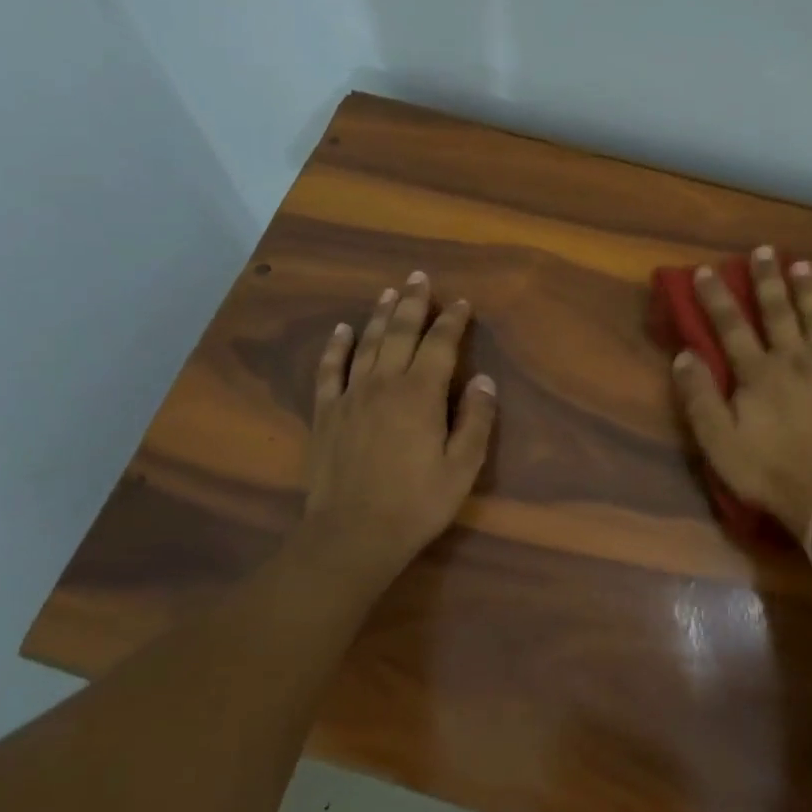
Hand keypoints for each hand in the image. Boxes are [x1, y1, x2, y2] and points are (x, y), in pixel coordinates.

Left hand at [299, 271, 496, 584]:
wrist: (353, 533)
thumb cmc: (417, 503)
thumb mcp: (462, 467)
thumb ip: (476, 421)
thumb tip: (485, 381)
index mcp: (421, 394)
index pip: (440, 346)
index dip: (452, 321)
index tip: (462, 303)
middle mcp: (384, 384)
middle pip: (400, 333)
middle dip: (413, 303)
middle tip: (420, 277)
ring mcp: (350, 396)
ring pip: (366, 344)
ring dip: (379, 315)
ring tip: (389, 291)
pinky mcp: (326, 414)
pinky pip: (329, 370)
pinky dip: (336, 347)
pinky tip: (341, 330)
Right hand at [672, 248, 811, 537]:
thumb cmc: (771, 473)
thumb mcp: (720, 443)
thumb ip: (700, 398)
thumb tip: (684, 355)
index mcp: (759, 374)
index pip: (732, 326)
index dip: (717, 297)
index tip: (707, 270)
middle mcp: (796, 360)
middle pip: (779, 311)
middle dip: (767, 280)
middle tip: (763, 251)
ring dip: (808, 291)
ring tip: (801, 265)